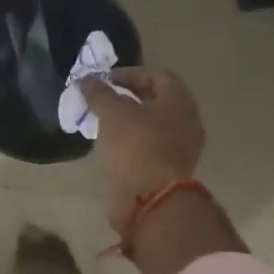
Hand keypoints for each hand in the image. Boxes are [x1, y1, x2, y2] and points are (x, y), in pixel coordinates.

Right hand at [81, 67, 205, 227]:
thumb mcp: (112, 113)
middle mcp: (186, 121)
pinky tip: (112, 145)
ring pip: (153, 124)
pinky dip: (133, 141)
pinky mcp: (170, 168)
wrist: (152, 199)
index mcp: (179, 101)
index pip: (157, 75)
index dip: (129, 74)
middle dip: (128, 97)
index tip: (104, 81)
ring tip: (103, 122)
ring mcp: (181, 147)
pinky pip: (151, 145)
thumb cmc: (136, 146)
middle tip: (102, 100)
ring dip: (129, 120)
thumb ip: (99, 93)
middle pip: (157, 100)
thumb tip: (86, 80)